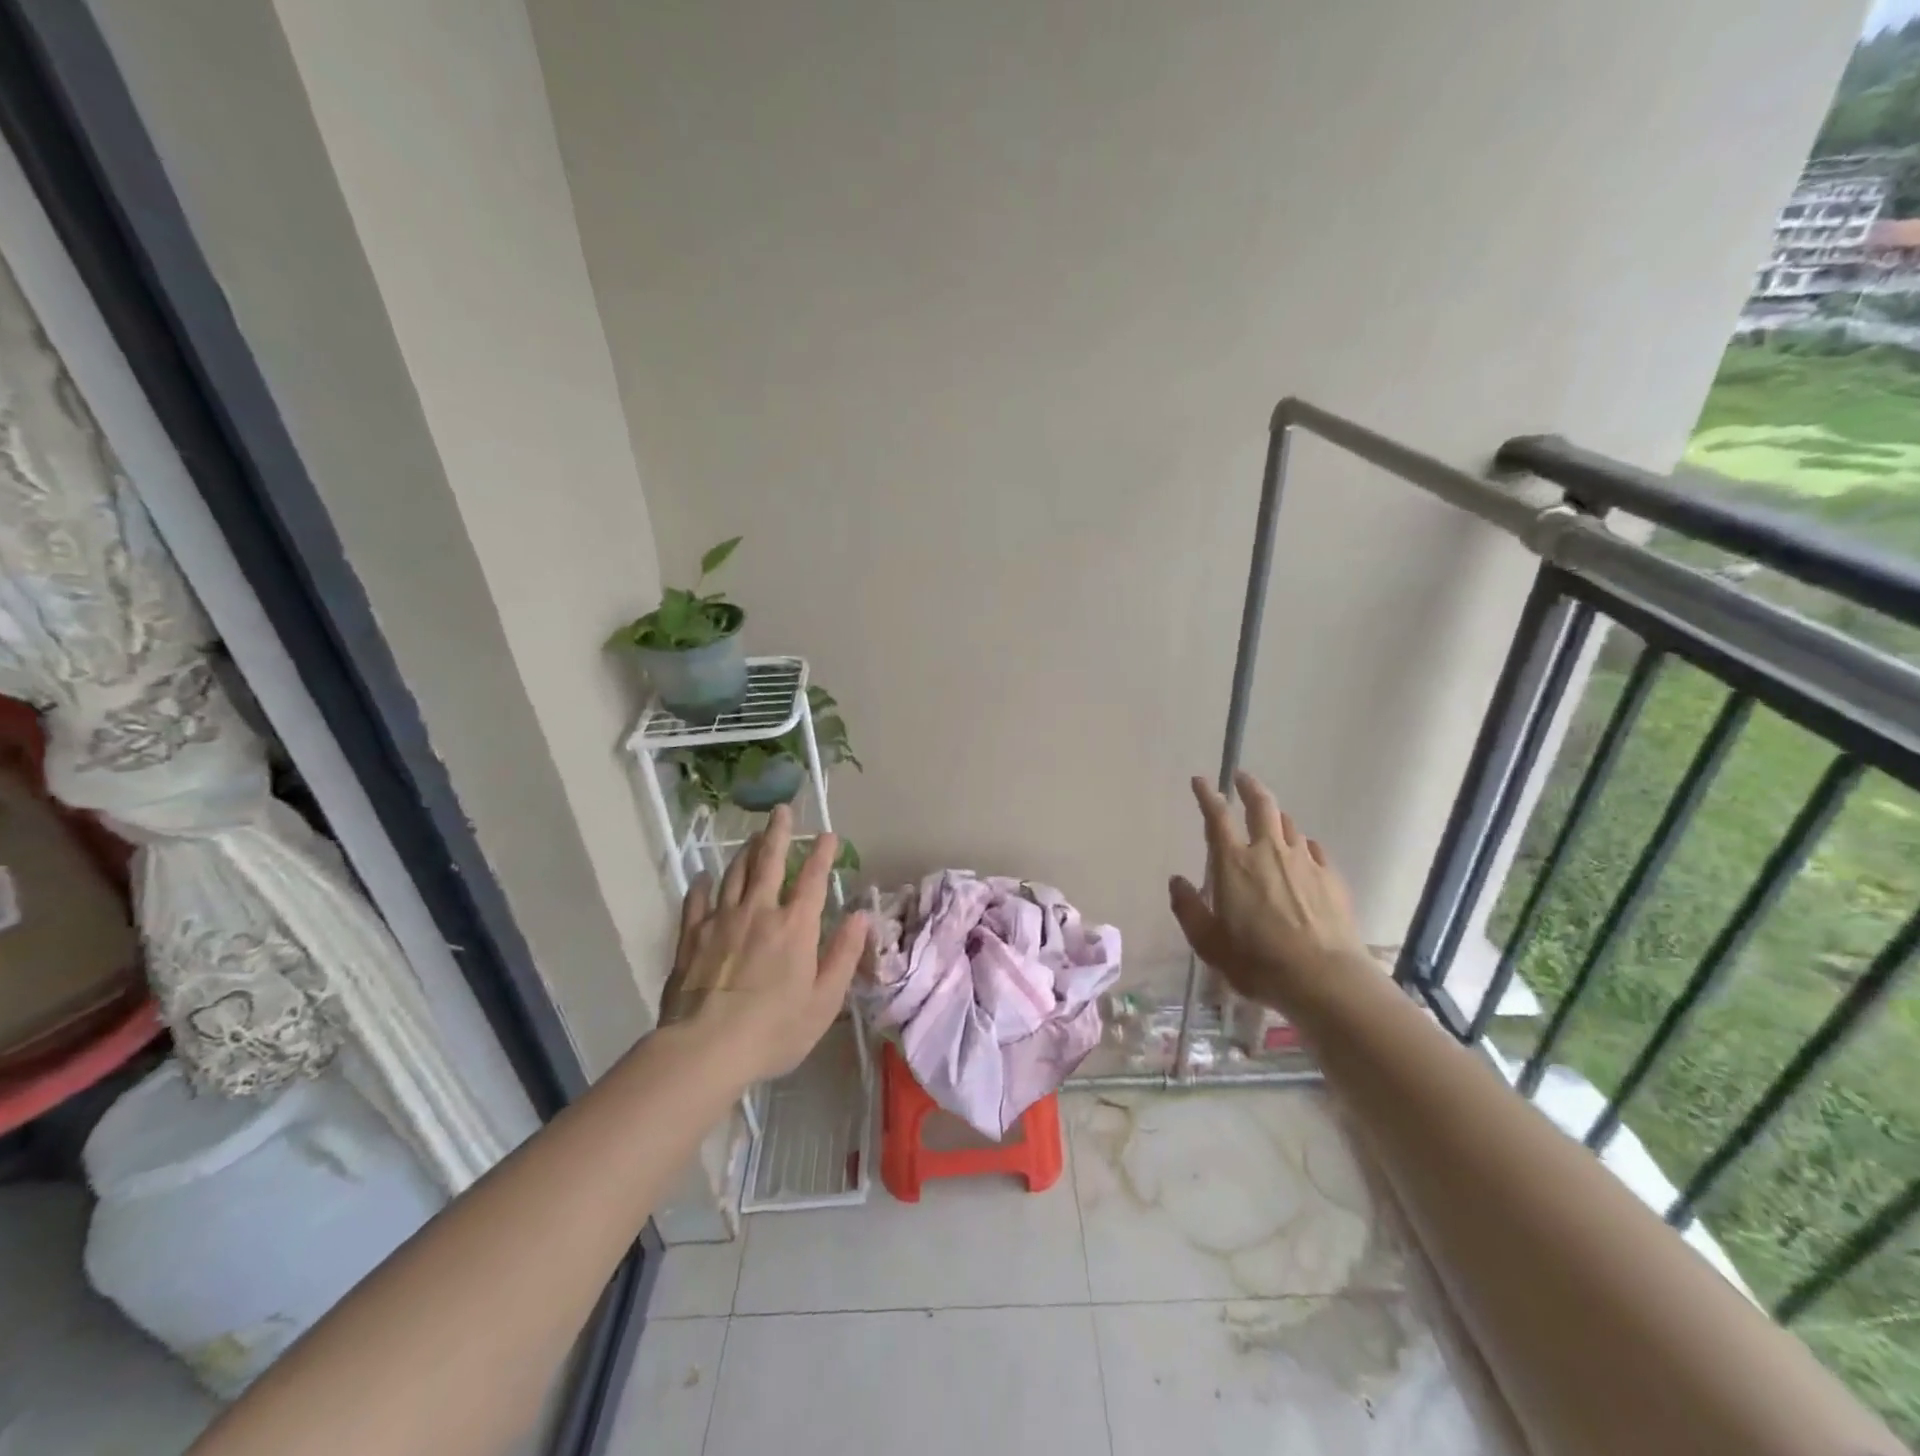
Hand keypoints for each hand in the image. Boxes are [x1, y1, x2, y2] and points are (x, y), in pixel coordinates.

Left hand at [661, 805, 867, 1083]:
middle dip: (778, 834)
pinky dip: (702, 885)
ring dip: (745, 852)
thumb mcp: (824, 1000)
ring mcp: (721, 921)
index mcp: (795, 926)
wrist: (705, 1049)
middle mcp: (759, 912)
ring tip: (752, 836)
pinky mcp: (690, 937)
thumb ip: (844, 954)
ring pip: (734, 874)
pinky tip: (703, 877)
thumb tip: (861, 916)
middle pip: (768, 862)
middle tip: (781, 810)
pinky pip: (697, 901)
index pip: (812, 879)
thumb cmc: (774, 1030)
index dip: (822, 853)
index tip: (828, 834)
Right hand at [1168, 772, 1370, 1010]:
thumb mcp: (1208, 943)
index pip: (1217, 816)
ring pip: (1289, 825)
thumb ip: (1188, 909)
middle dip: (1249, 787)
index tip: (1201, 781)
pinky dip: (1303, 844)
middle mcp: (1269, 852)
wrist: (1324, 979)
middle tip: (1242, 778)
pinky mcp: (1331, 878)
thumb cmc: (1257, 961)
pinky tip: (1304, 852)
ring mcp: (1305, 862)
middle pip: (1262, 805)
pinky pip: (1314, 849)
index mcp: (1233, 863)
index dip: (1207, 794)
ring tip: (1271, 819)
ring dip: (1276, 817)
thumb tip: (1177, 882)